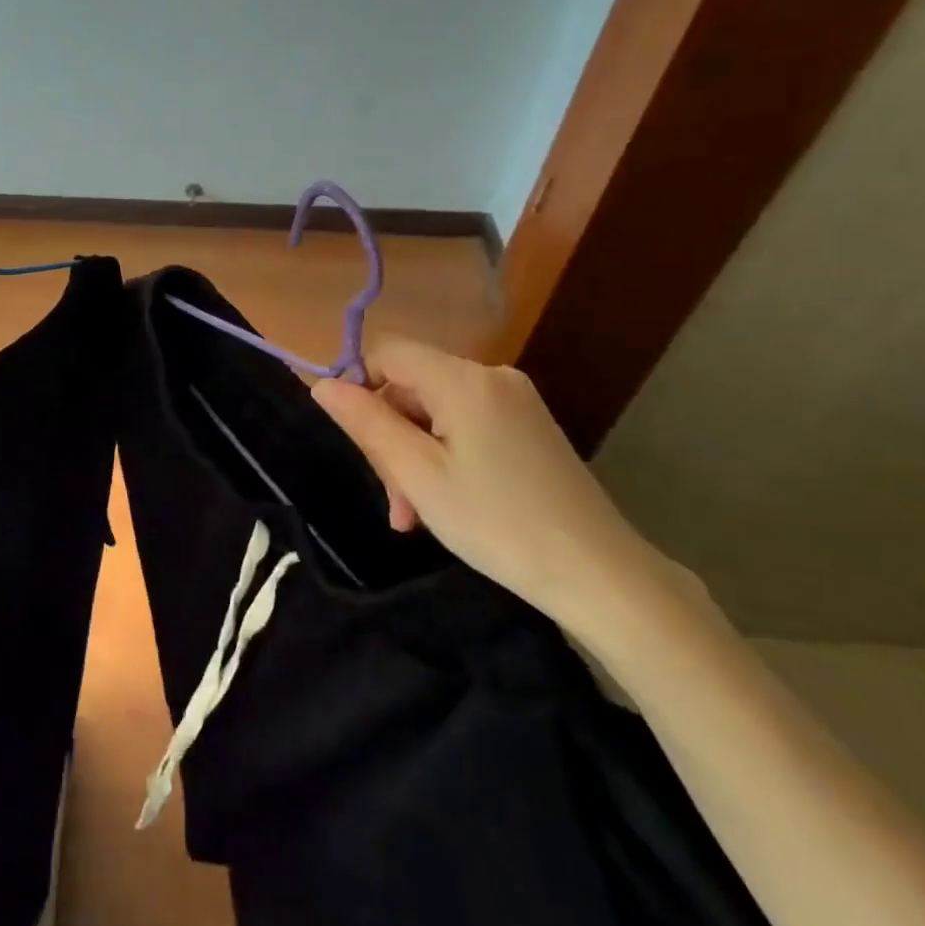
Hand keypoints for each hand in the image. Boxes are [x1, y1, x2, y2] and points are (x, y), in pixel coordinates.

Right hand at [312, 334, 688, 643]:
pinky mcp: (530, 425)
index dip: (358, 383)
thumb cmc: (498, 524)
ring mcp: (516, 400)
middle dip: (390, 434)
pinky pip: (465, 423)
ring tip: (414, 514)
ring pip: (435, 408)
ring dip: (414, 453)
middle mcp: (492, 376)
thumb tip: (323, 384)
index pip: (386, 350)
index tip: (357, 438)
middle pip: (410, 383)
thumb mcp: (418, 475)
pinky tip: (445, 500)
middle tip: (394, 499)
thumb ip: (366, 422)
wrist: (601, 575)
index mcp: (463, 380)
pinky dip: (444, 454)